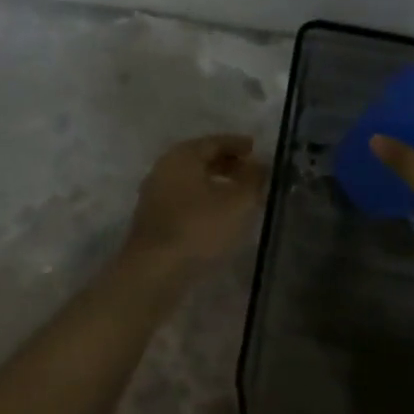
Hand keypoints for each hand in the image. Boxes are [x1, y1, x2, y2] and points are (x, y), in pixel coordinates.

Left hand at [122, 135, 268, 274]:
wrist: (155, 271)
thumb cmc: (199, 228)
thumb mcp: (239, 202)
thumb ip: (253, 179)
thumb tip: (260, 165)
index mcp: (182, 156)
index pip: (214, 142)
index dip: (238, 145)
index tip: (257, 150)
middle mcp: (164, 169)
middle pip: (200, 160)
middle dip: (228, 164)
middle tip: (252, 173)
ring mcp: (155, 195)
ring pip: (192, 182)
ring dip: (216, 185)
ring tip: (241, 196)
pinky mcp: (153, 220)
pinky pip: (185, 200)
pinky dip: (204, 201)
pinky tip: (220, 216)